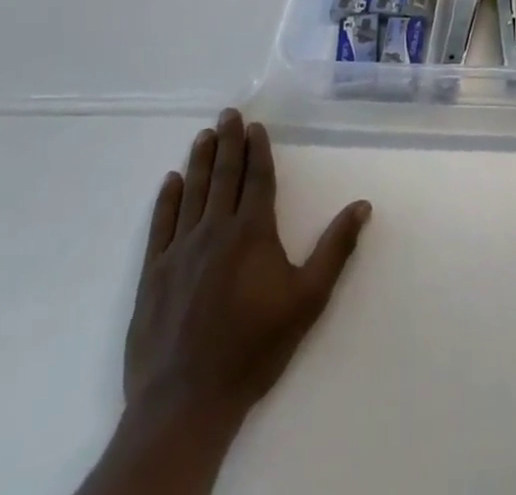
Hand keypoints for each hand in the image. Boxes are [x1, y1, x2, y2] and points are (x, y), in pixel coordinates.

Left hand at [124, 109, 371, 427]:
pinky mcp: (153, 275)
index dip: (258, 150)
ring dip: (199, 161)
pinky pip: (161, 225)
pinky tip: (171, 181)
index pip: (257, 178)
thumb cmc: (253, 347)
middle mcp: (215, 230)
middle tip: (228, 114)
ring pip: (192, 193)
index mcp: (252, 232)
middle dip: (228, 142)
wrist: (185, 402)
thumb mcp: (308, 299)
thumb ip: (336, 248)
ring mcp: (180, 251)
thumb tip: (362, 205)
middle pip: (224, 176)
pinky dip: (167, 200)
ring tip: (203, 136)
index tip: (255, 126)